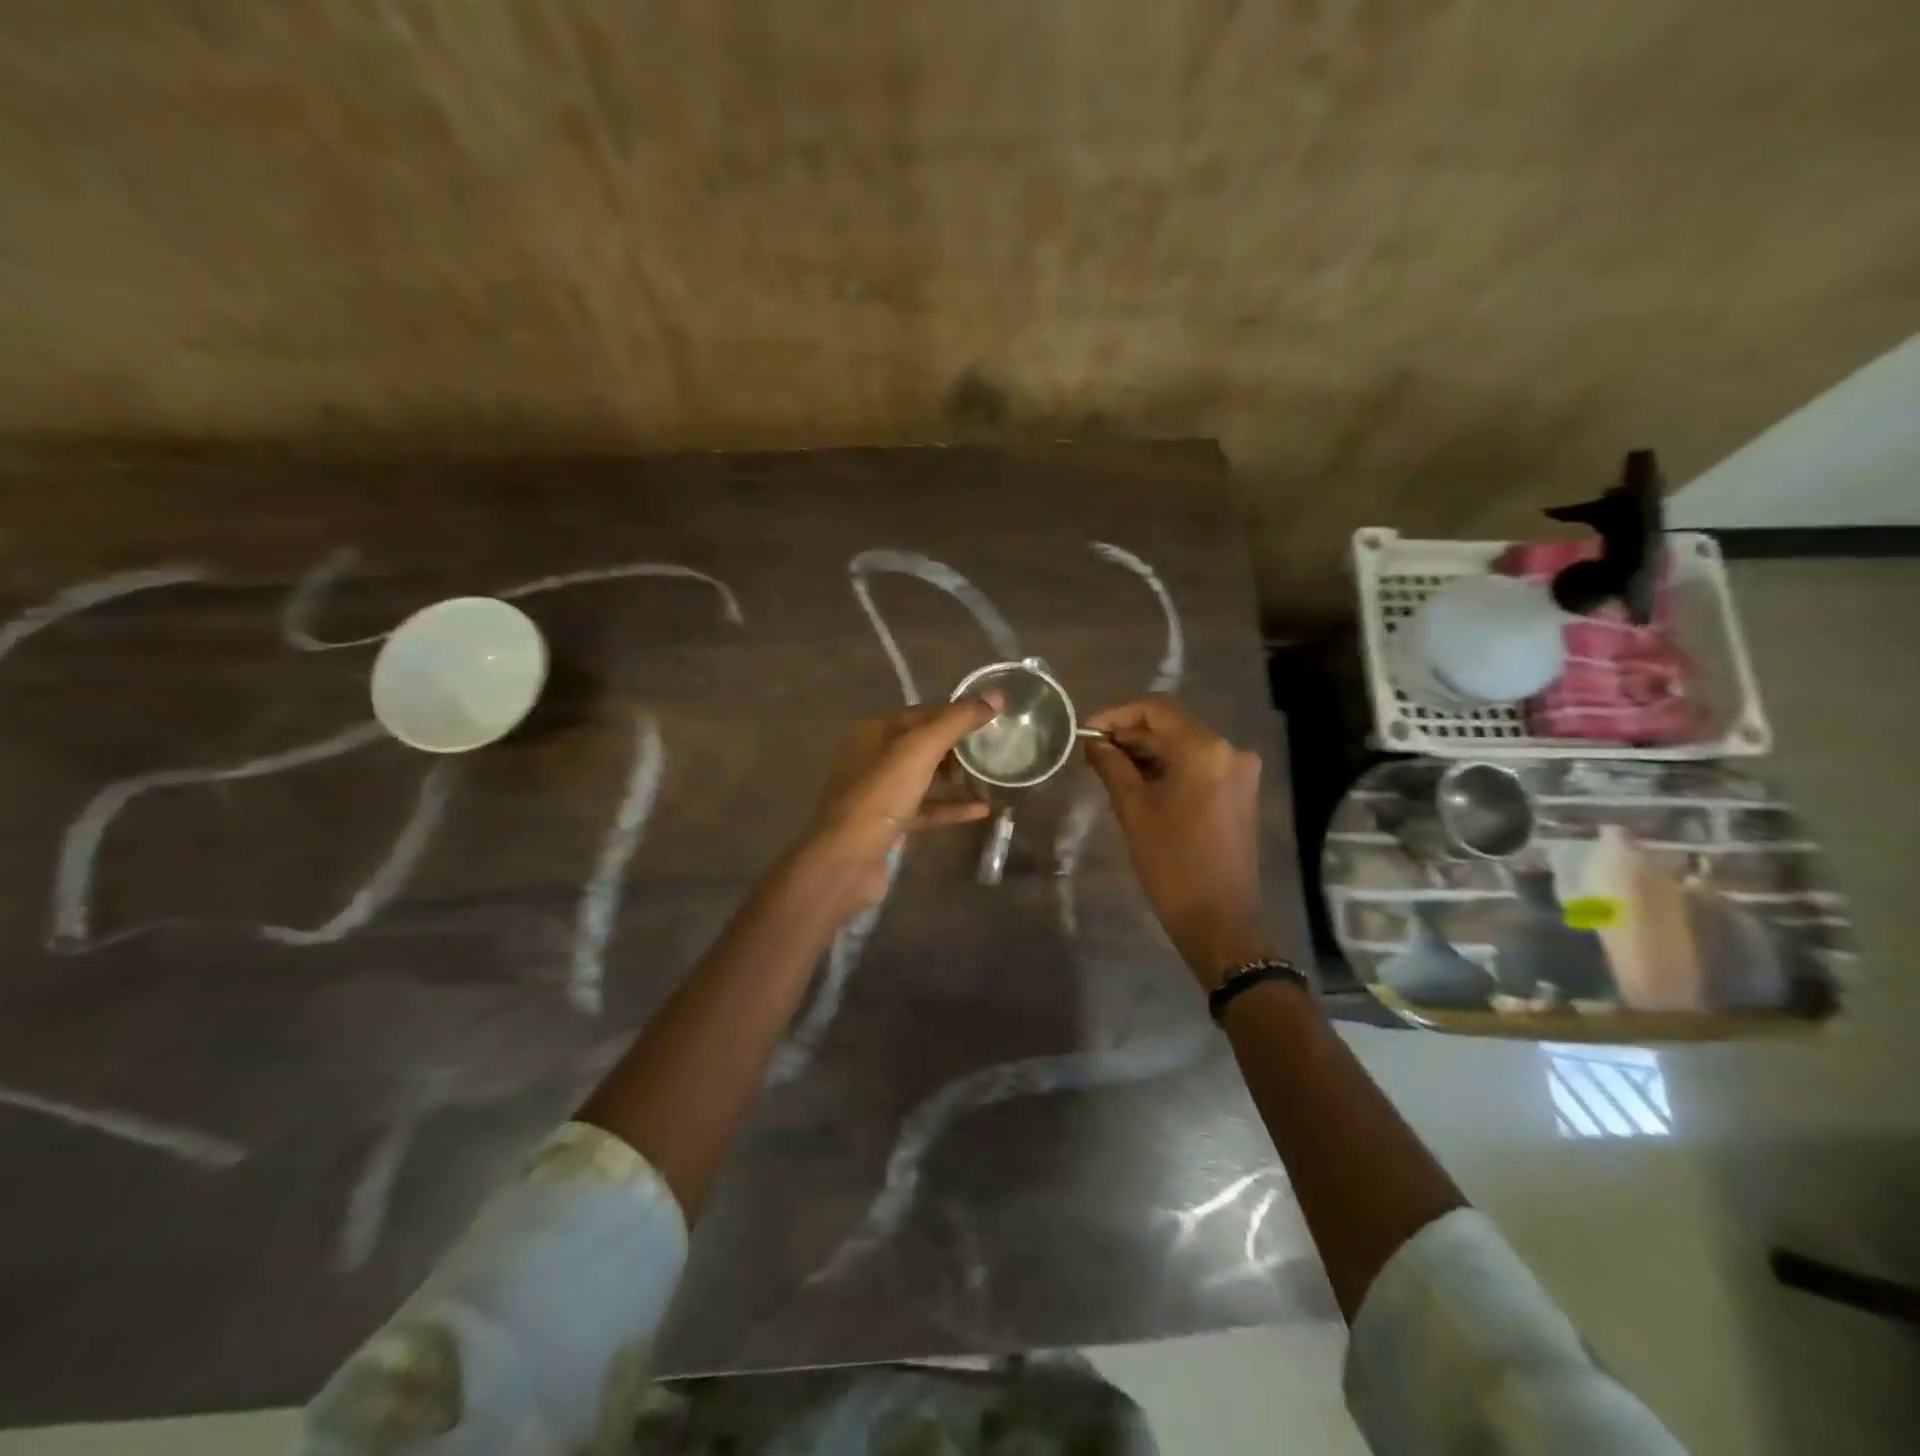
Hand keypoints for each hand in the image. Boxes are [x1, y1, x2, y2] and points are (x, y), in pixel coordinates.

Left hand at [798, 697, 998, 919]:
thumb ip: (956, 721)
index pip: (923, 712)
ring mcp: (879, 792)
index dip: (957, 712)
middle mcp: (873, 756)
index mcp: (874, 731)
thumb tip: (996, 697)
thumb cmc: (880, 797)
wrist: (845, 862)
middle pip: (924, 743)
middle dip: (959, 745)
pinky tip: (981, 810)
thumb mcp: (919, 751)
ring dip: (956, 776)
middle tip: (996, 747)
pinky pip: (925, 807)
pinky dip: (950, 806)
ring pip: (925, 776)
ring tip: (992, 774)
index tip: (994, 716)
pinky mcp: (889, 822)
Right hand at [1084, 696, 1267, 984]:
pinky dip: (1167, 769)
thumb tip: (1093, 742)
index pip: (1154, 711)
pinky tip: (1136, 781)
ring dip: (1146, 753)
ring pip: (1183, 747)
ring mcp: (1238, 772)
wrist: (1219, 919)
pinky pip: (1197, 767)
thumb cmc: (1171, 863)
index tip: (1085, 732)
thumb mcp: (1133, 810)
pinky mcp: (1238, 793)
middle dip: (1129, 735)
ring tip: (1106, 767)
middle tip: (1090, 752)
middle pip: (1170, 727)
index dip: (1115, 716)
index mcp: (1204, 749)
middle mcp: (1229, 751)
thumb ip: (1111, 766)